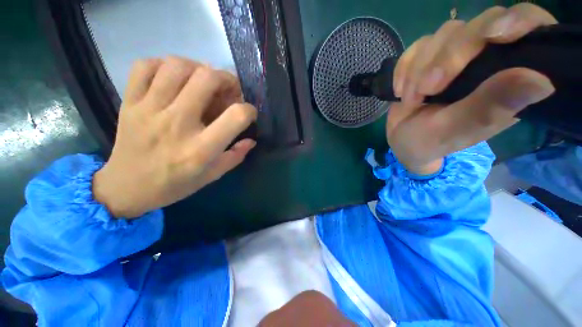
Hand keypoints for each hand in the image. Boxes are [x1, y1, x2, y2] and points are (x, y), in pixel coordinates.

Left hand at [93, 56, 256, 217]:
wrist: (126, 187)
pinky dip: (163, 64)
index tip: (249, 113)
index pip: (236, 117)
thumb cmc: (174, 184)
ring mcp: (149, 110)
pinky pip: (144, 66)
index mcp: (201, 149)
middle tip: (229, 89)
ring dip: (198, 68)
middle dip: (227, 79)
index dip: (249, 110)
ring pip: (177, 66)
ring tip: (203, 80)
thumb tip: (251, 140)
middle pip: (207, 79)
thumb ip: (235, 156)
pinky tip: (173, 77)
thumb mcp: (212, 176)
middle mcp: (177, 124)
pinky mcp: (129, 102)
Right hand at [387, 3, 555, 174]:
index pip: (529, 29)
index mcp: (509, 79)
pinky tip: (401, 91)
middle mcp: (487, 59)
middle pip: (480, 25)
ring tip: (411, 99)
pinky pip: (416, 47)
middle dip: (449, 56)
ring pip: (446, 33)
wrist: (401, 140)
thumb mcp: (457, 130)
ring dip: (420, 68)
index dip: (518, 20)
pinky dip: (404, 68)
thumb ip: (489, 107)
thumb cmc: (431, 142)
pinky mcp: (428, 56)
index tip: (495, 35)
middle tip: (428, 89)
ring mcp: (456, 55)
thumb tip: (541, 82)